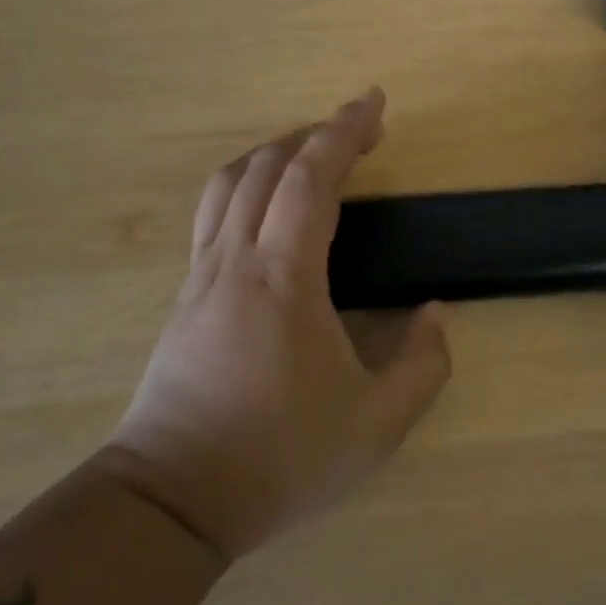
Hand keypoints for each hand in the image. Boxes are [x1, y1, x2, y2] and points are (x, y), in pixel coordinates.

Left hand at [102, 89, 450, 559]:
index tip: (374, 102)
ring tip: (312, 153)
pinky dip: (245, 183)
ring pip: (229, 183)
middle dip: (316, 134)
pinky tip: (266, 204)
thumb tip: (435, 313)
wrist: (171, 502)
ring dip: (274, 153)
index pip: (310, 178)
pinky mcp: (185, 296)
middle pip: (267, 166)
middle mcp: (237, 260)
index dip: (344, 131)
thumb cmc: (278, 458)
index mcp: (284, 278)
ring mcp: (202, 276)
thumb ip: (423, 366)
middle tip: (360, 128)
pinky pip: (212, 213)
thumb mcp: (376, 426)